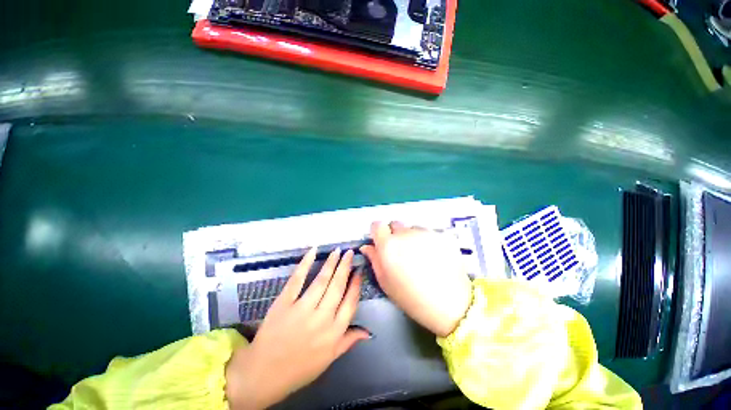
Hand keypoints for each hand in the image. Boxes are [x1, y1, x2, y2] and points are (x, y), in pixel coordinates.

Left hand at [225, 248, 370, 409]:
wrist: (263, 375)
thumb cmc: (299, 368)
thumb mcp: (329, 359)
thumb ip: (349, 341)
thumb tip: (368, 331)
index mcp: (334, 332)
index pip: (350, 302)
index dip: (356, 284)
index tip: (358, 270)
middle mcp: (321, 318)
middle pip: (337, 286)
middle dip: (345, 267)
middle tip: (349, 253)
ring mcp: (302, 310)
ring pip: (321, 281)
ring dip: (331, 263)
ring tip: (337, 251)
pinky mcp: (283, 303)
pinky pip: (297, 280)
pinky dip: (305, 264)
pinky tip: (313, 251)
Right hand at [361, 221, 471, 337]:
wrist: (450, 304)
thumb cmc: (412, 297)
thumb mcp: (386, 282)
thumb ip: (374, 259)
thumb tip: (367, 246)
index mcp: (389, 245)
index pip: (377, 224)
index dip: (378, 232)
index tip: (381, 242)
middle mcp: (405, 233)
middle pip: (395, 224)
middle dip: (395, 235)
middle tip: (401, 252)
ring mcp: (425, 232)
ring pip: (412, 228)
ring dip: (411, 237)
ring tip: (419, 256)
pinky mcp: (440, 235)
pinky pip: (427, 233)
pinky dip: (426, 240)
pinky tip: (433, 257)